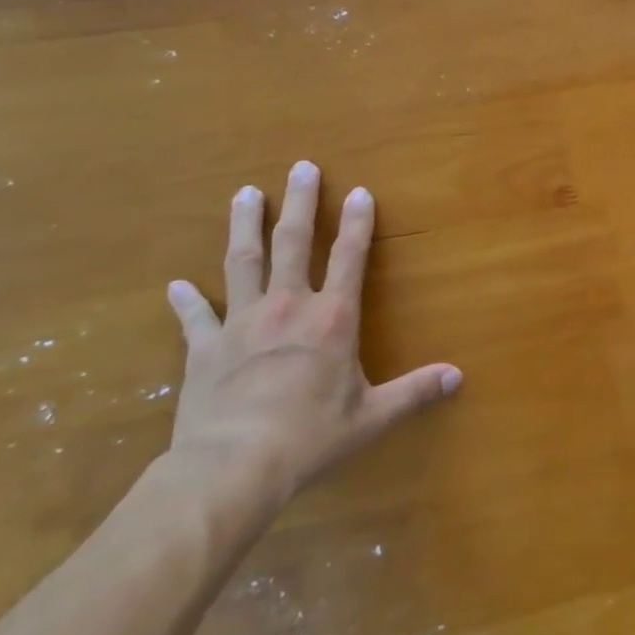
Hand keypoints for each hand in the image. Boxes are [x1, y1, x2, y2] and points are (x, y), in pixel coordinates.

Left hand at [164, 160, 460, 505]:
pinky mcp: (205, 348)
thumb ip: (415, 391)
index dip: (357, 222)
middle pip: (293, 243)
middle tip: (299, 167)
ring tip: (245, 194)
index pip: (350, 257)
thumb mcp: (373, 416)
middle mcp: (288, 307)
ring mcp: (242, 323)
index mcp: (332, 319)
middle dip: (299, 203)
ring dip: (245, 225)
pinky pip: (196, 318)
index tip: (359, 191)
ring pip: (243, 262)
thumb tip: (458, 377)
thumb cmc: (311, 436)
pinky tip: (176, 286)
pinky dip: (188, 302)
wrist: (233, 466)